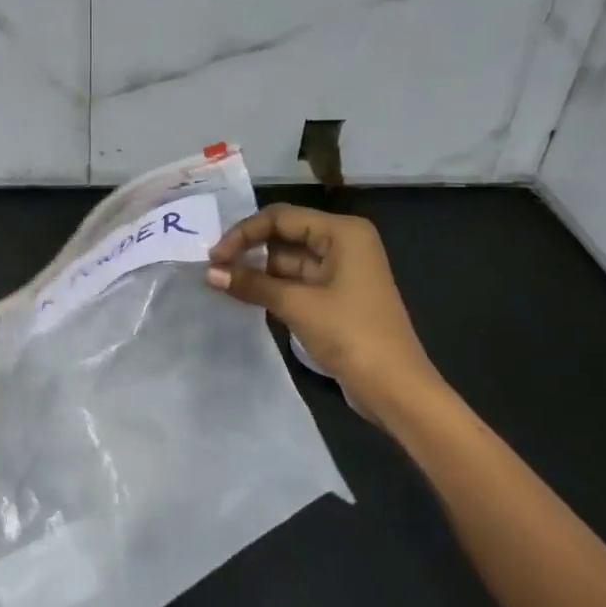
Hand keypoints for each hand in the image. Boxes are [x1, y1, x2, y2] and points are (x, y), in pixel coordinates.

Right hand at [206, 205, 442, 424]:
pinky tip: (244, 294)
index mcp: (342, 232)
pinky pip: (296, 280)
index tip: (213, 258)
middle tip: (213, 268)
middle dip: (249, 249)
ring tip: (221, 282)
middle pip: (284, 234)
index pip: (280, 218)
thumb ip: (252, 283)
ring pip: (288, 259)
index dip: (244, 234)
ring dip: (257, 270)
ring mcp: (341, 270)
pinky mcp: (336, 296)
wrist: (395, 388)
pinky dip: (271, 286)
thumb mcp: (297, 305)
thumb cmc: (351, 335)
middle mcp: (343, 243)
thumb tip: (209, 272)